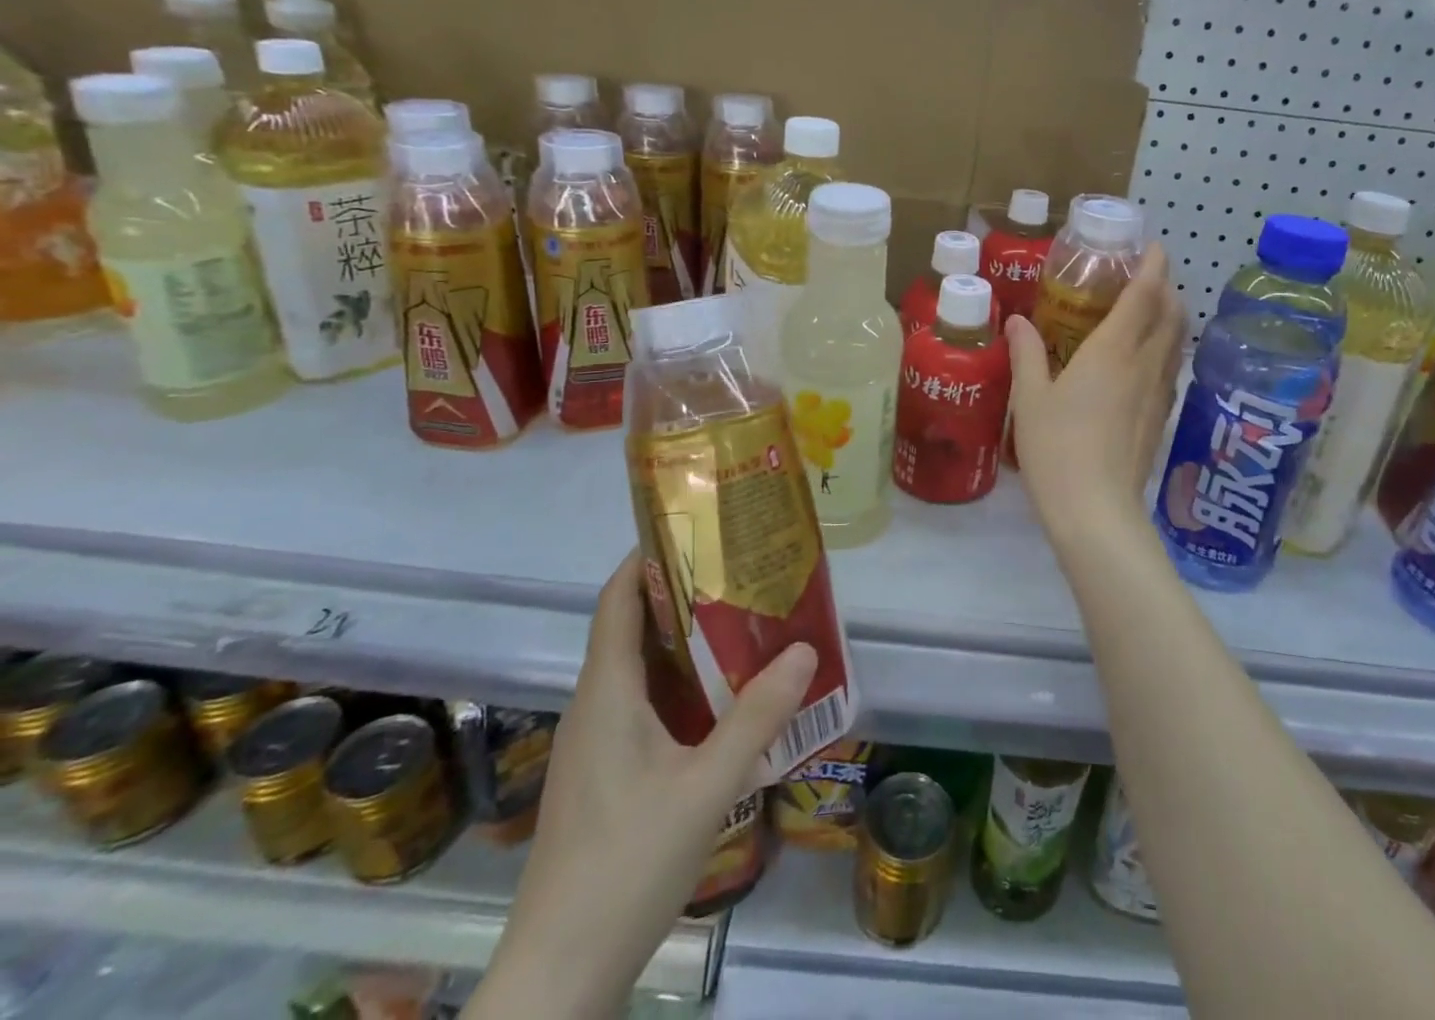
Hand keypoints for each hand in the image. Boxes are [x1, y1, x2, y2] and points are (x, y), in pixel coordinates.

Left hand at [470, 550, 816, 1019]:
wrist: (558, 979)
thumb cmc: (626, 866)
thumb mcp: (706, 787)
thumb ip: (757, 717)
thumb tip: (806, 649)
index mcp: (607, 694)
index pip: (617, 601)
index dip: (646, 558)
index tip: (696, 531)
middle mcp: (594, 708)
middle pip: (631, 629)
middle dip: (681, 595)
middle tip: (740, 574)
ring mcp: (593, 747)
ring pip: (638, 672)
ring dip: (683, 644)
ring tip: (742, 627)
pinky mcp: (602, 779)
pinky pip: (640, 708)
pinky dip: (679, 687)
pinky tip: (720, 704)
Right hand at [1006, 242, 1184, 542]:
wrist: (1096, 510)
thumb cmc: (1056, 447)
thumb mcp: (1030, 398)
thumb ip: (1026, 353)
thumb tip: (1016, 320)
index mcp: (1113, 351)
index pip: (1144, 296)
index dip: (1153, 267)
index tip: (1153, 246)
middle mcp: (1144, 365)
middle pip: (1171, 315)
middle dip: (1166, 289)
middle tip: (1145, 279)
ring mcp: (1158, 393)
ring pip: (1176, 343)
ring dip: (1170, 319)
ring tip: (1149, 313)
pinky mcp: (1161, 418)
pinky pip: (1170, 370)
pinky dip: (1165, 350)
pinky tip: (1145, 363)